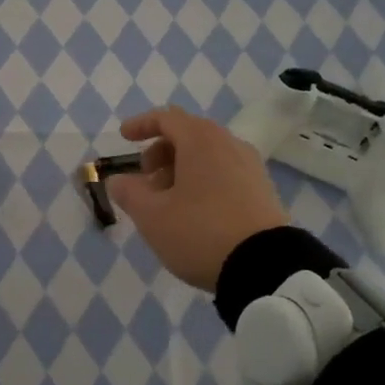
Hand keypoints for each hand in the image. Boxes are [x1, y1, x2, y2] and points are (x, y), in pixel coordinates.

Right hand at [107, 106, 289, 291]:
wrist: (266, 266)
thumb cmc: (200, 232)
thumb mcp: (152, 216)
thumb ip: (129, 193)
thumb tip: (118, 180)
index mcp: (200, 140)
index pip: (166, 118)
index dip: (141, 124)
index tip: (124, 138)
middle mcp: (228, 143)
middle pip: (189, 134)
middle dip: (162, 151)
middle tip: (146, 178)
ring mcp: (250, 166)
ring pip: (209, 154)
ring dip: (182, 168)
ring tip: (168, 200)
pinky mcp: (264, 189)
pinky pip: (226, 171)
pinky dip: (204, 179)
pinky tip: (196, 211)